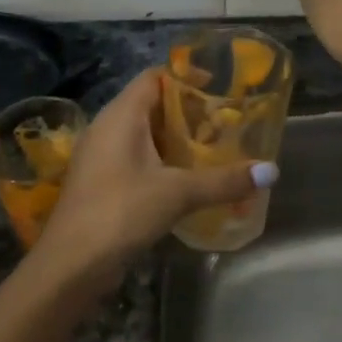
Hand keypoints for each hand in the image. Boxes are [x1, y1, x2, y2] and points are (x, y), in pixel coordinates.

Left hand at [30, 70, 274, 297]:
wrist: (71, 265)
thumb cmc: (121, 212)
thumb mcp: (178, 193)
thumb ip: (224, 180)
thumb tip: (271, 171)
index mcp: (120, 115)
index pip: (154, 77)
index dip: (186, 76)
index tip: (221, 87)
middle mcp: (107, 128)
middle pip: (151, 105)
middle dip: (188, 112)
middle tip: (226, 121)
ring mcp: (101, 157)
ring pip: (144, 135)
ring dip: (176, 140)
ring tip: (215, 148)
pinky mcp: (102, 183)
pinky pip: (137, 159)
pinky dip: (163, 162)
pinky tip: (188, 179)